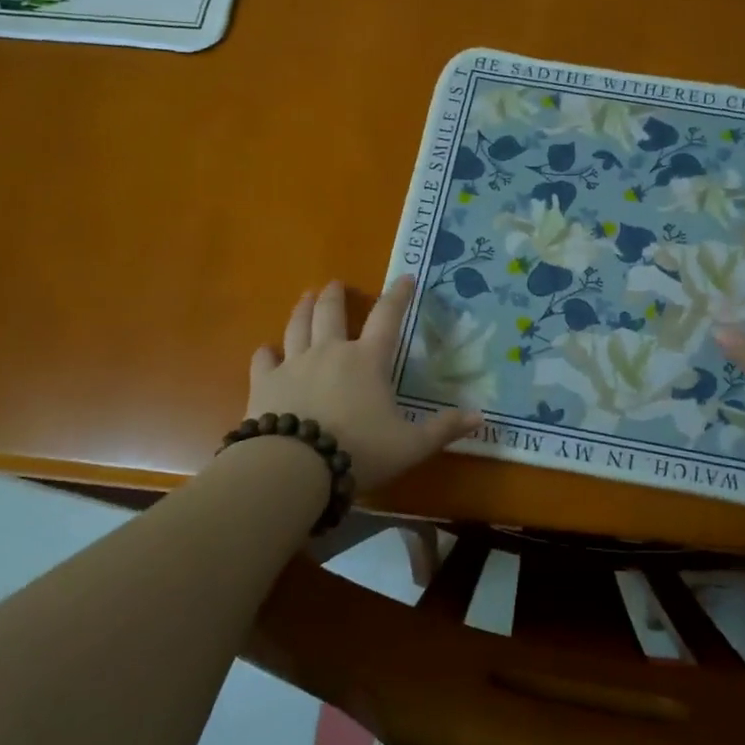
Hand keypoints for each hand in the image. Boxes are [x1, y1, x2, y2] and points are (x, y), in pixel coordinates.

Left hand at [247, 276, 479, 492]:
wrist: (294, 466)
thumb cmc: (359, 451)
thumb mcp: (410, 445)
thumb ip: (444, 429)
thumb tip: (481, 417)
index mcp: (367, 360)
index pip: (387, 317)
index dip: (398, 296)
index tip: (404, 278)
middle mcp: (330, 352)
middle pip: (330, 312)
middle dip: (335, 295)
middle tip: (335, 284)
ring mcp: (293, 364)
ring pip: (297, 326)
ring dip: (302, 309)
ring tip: (305, 297)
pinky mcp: (264, 383)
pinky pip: (264, 359)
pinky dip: (266, 352)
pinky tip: (266, 350)